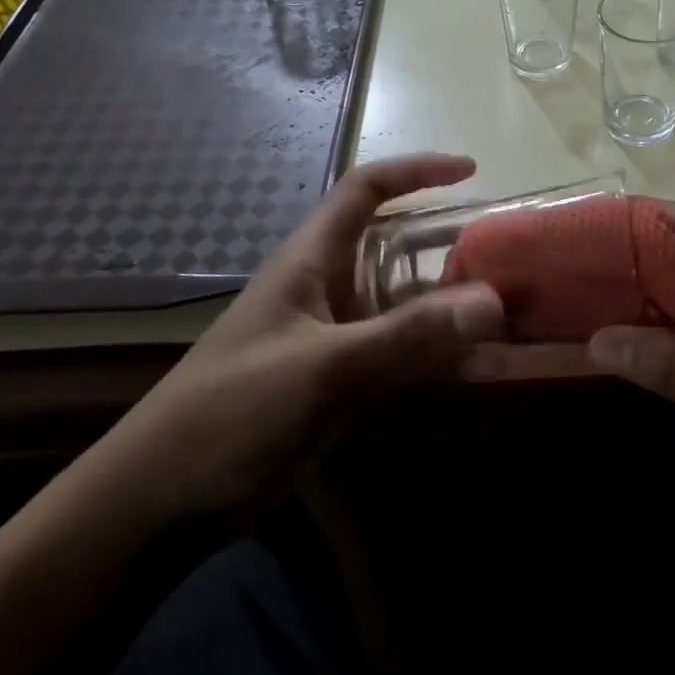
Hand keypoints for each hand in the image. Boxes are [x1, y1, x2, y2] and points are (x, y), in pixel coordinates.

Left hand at [97, 154, 504, 523]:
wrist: (162, 503)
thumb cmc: (231, 414)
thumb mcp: (322, 368)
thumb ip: (406, 336)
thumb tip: (491, 302)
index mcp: (310, 261)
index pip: (364, 190)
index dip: (415, 171)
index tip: (470, 171)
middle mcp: (328, 289)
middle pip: (396, 247)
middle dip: (450, 243)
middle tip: (508, 255)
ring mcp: (336, 338)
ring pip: (405, 305)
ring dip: (452, 306)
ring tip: (511, 310)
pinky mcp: (342, 383)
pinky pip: (403, 354)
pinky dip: (440, 354)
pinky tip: (480, 367)